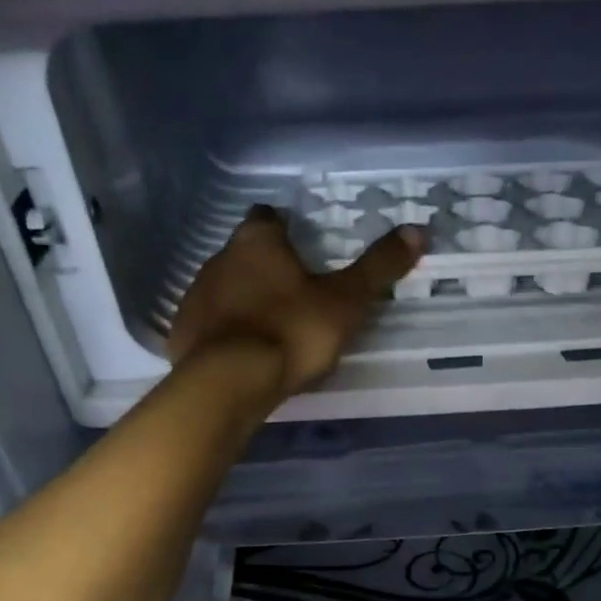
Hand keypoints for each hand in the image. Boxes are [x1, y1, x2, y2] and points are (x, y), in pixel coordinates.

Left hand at [166, 206, 423, 399]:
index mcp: (257, 243)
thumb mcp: (345, 302)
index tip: (301, 246)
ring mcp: (195, 297)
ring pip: (224, 288)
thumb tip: (418, 230)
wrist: (229, 382)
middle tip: (295, 293)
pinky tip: (242, 354)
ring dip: (244, 300)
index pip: (268, 218)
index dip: (284, 229)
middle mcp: (219, 259)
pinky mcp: (182, 334)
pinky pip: (208, 325)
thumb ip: (378, 268)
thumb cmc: (291, 331)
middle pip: (244, 254)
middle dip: (266, 268)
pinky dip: (225, 333)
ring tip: (271, 327)